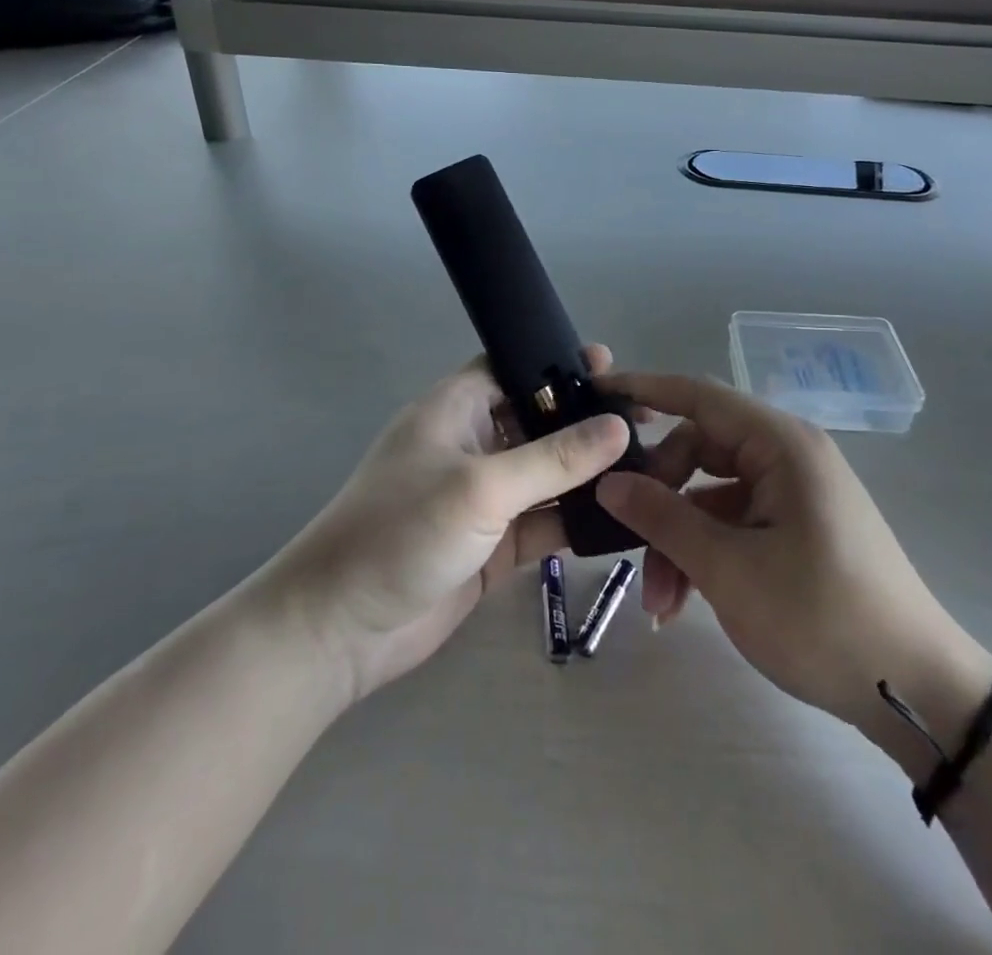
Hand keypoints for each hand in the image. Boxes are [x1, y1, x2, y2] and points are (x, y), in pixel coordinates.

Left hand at [265, 349, 632, 702]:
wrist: (340, 629)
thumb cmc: (401, 532)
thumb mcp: (481, 487)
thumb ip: (554, 458)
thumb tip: (619, 424)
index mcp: (456, 409)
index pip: (513, 367)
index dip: (558, 363)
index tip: (613, 369)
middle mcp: (472, 444)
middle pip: (538, 420)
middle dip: (586, 420)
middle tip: (646, 421)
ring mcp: (484, 496)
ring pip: (546, 473)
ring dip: (588, 473)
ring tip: (651, 466)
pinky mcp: (493, 542)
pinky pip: (544, 520)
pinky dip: (576, 519)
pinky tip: (623, 517)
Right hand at [592, 373, 991, 772]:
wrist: (918, 693)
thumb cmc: (822, 618)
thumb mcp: (729, 569)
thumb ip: (663, 517)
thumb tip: (609, 482)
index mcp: (781, 444)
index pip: (698, 394)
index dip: (643, 389)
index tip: (595, 392)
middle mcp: (787, 455)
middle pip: (698, 450)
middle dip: (659, 498)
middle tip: (627, 544)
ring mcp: (792, 492)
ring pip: (710, 494)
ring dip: (678, 538)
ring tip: (660, 603)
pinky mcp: (795, 526)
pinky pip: (733, 521)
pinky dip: (704, 552)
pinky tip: (683, 602)